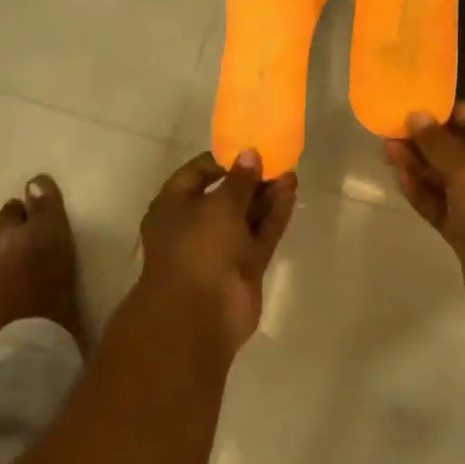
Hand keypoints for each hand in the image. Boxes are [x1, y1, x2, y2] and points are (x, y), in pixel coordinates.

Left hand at [136, 149, 297, 357]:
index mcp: (173, 207)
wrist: (200, 314)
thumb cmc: (198, 248)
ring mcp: (221, 247)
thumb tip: (251, 154)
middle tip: (276, 159)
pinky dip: (275, 214)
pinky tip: (291, 192)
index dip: (221, 160)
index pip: (195, 174)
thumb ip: (240, 179)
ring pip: (246, 215)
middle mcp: (195, 225)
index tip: (247, 149)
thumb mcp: (219, 205)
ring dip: (266, 195)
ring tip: (290, 172)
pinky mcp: (245, 265)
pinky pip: (261, 233)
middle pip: (225, 195)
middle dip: (250, 178)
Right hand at [384, 102, 464, 334]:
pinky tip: (399, 177)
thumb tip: (416, 116)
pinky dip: (424, 192)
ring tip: (387, 150)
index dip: (455, 112)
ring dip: (421, 165)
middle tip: (394, 130)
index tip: (422, 109)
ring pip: (450, 179)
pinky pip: (444, 205)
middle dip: (430, 140)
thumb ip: (439, 143)